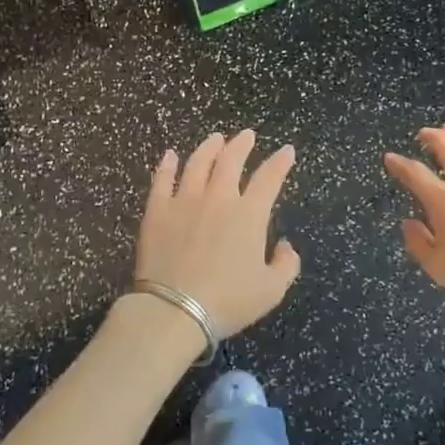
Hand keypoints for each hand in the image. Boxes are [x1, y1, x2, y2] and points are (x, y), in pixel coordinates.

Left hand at [131, 130, 301, 337]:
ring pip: (198, 163)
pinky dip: (167, 166)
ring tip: (215, 139)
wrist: (174, 309)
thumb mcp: (271, 290)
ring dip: (209, 148)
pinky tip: (170, 156)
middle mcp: (218, 198)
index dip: (280, 162)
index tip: (287, 151)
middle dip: (242, 144)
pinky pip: (162, 181)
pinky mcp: (157, 212)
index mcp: (249, 214)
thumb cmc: (227, 301)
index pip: (269, 178)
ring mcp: (184, 201)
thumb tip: (285, 246)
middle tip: (246, 135)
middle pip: (231, 161)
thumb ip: (286, 265)